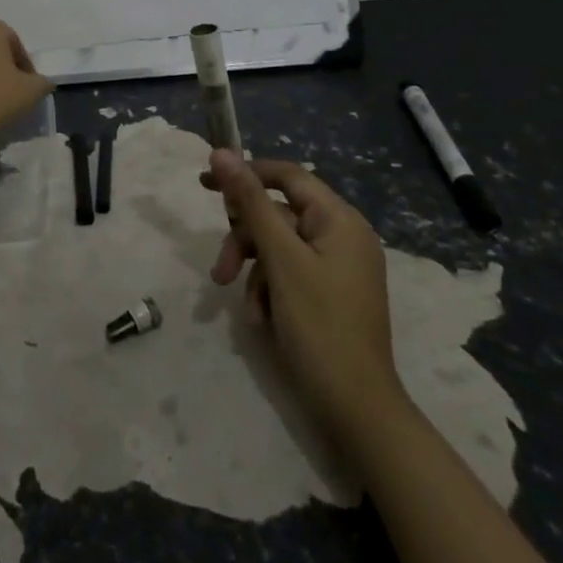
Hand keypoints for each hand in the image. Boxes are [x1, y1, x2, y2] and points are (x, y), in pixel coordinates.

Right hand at [205, 151, 404, 436]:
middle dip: (245, 241)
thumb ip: (250, 203)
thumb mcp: (280, 259)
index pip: (286, 176)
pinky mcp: (328, 294)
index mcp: (340, 220)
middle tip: (221, 269)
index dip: (245, 174)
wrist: (356, 410)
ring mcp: (336, 267)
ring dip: (253, 272)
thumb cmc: (319, 326)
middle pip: (277, 215)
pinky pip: (288, 275)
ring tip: (243, 306)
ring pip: (277, 248)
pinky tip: (261, 320)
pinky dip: (268, 292)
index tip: (205, 183)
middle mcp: (341, 236)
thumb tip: (222, 152)